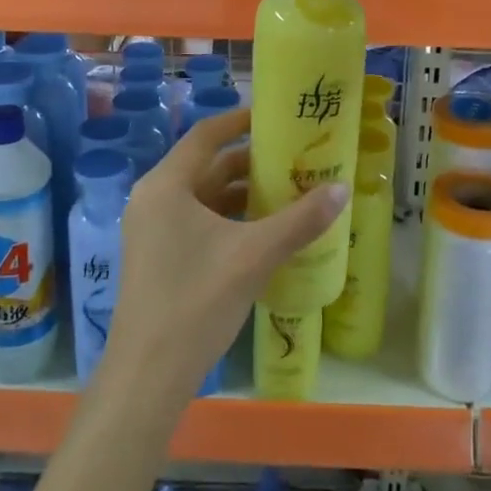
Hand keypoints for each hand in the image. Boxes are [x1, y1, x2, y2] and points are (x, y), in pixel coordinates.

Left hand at [104, 108, 346, 399]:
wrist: (149, 374)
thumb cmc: (197, 300)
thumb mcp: (254, 255)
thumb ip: (300, 220)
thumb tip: (341, 190)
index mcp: (166, 185)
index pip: (206, 135)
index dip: (240, 120)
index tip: (275, 116)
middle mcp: (154, 199)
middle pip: (206, 166)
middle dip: (250, 162)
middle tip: (294, 157)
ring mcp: (152, 229)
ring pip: (203, 197)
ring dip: (241, 193)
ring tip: (287, 191)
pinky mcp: (158, 256)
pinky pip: (197, 221)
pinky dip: (229, 219)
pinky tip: (263, 230)